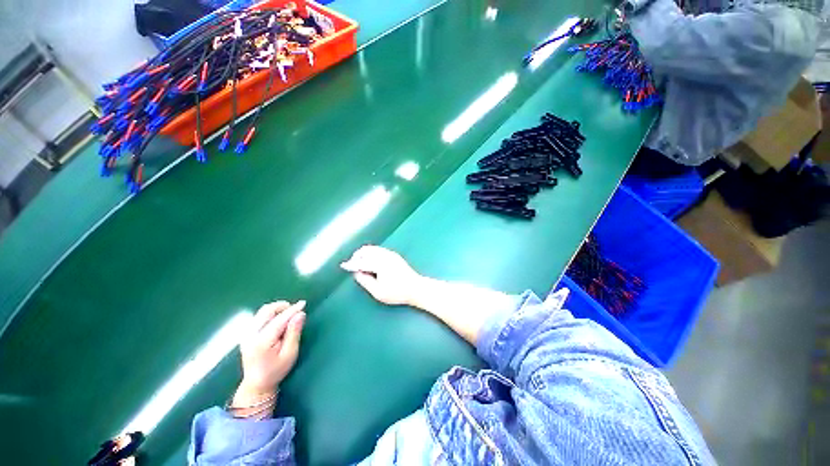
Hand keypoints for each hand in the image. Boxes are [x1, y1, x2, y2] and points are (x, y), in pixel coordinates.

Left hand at [233, 301, 305, 408]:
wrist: (256, 384)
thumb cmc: (276, 370)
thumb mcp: (290, 353)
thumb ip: (294, 332)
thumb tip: (300, 314)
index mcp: (262, 341)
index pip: (279, 319)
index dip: (292, 310)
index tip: (303, 303)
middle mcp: (251, 335)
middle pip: (267, 311)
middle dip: (282, 306)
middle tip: (294, 310)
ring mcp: (246, 334)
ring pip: (262, 312)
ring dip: (276, 309)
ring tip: (288, 315)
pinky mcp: (246, 334)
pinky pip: (258, 316)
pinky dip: (270, 314)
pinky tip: (278, 320)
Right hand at [341, 245, 422, 305]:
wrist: (415, 287)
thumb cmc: (397, 292)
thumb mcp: (378, 292)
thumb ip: (365, 281)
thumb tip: (357, 273)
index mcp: (380, 263)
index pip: (362, 261)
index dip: (352, 264)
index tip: (343, 265)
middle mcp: (385, 255)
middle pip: (366, 250)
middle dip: (357, 256)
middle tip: (353, 266)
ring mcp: (390, 254)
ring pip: (372, 248)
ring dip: (364, 254)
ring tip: (360, 265)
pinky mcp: (394, 255)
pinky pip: (378, 250)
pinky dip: (371, 253)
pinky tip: (370, 262)